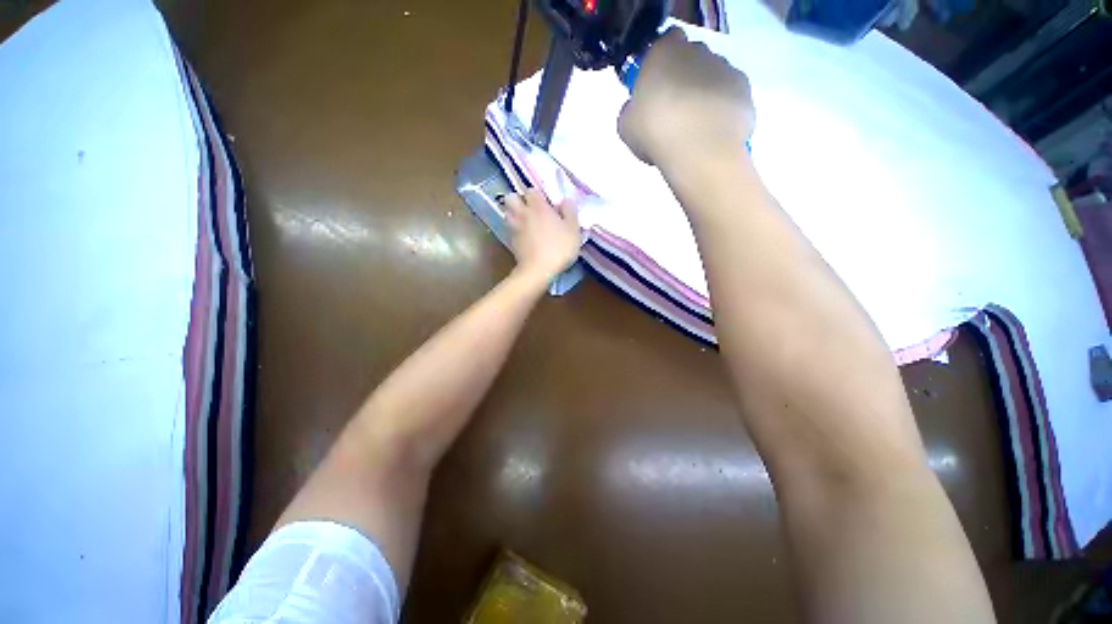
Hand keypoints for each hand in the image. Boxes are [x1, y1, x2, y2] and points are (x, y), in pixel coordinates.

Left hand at [504, 188, 581, 280]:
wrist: (538, 271)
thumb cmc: (559, 248)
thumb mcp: (573, 230)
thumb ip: (570, 212)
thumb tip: (565, 200)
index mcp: (538, 207)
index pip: (531, 190)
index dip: (538, 195)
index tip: (546, 204)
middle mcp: (523, 213)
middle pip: (511, 197)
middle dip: (518, 200)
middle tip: (530, 210)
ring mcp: (514, 228)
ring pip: (507, 213)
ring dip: (514, 214)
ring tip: (525, 222)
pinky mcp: (511, 242)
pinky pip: (510, 229)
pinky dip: (515, 230)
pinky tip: (525, 237)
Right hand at [618, 28, 754, 172]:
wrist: (700, 150)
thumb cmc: (655, 132)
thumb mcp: (626, 126)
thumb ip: (631, 109)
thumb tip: (638, 110)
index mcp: (664, 52)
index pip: (667, 41)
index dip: (662, 62)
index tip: (656, 86)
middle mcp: (698, 51)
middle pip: (692, 57)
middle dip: (685, 77)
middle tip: (673, 111)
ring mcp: (726, 69)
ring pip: (714, 76)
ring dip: (705, 93)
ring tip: (695, 127)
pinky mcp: (745, 91)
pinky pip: (730, 96)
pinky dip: (723, 110)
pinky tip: (712, 133)